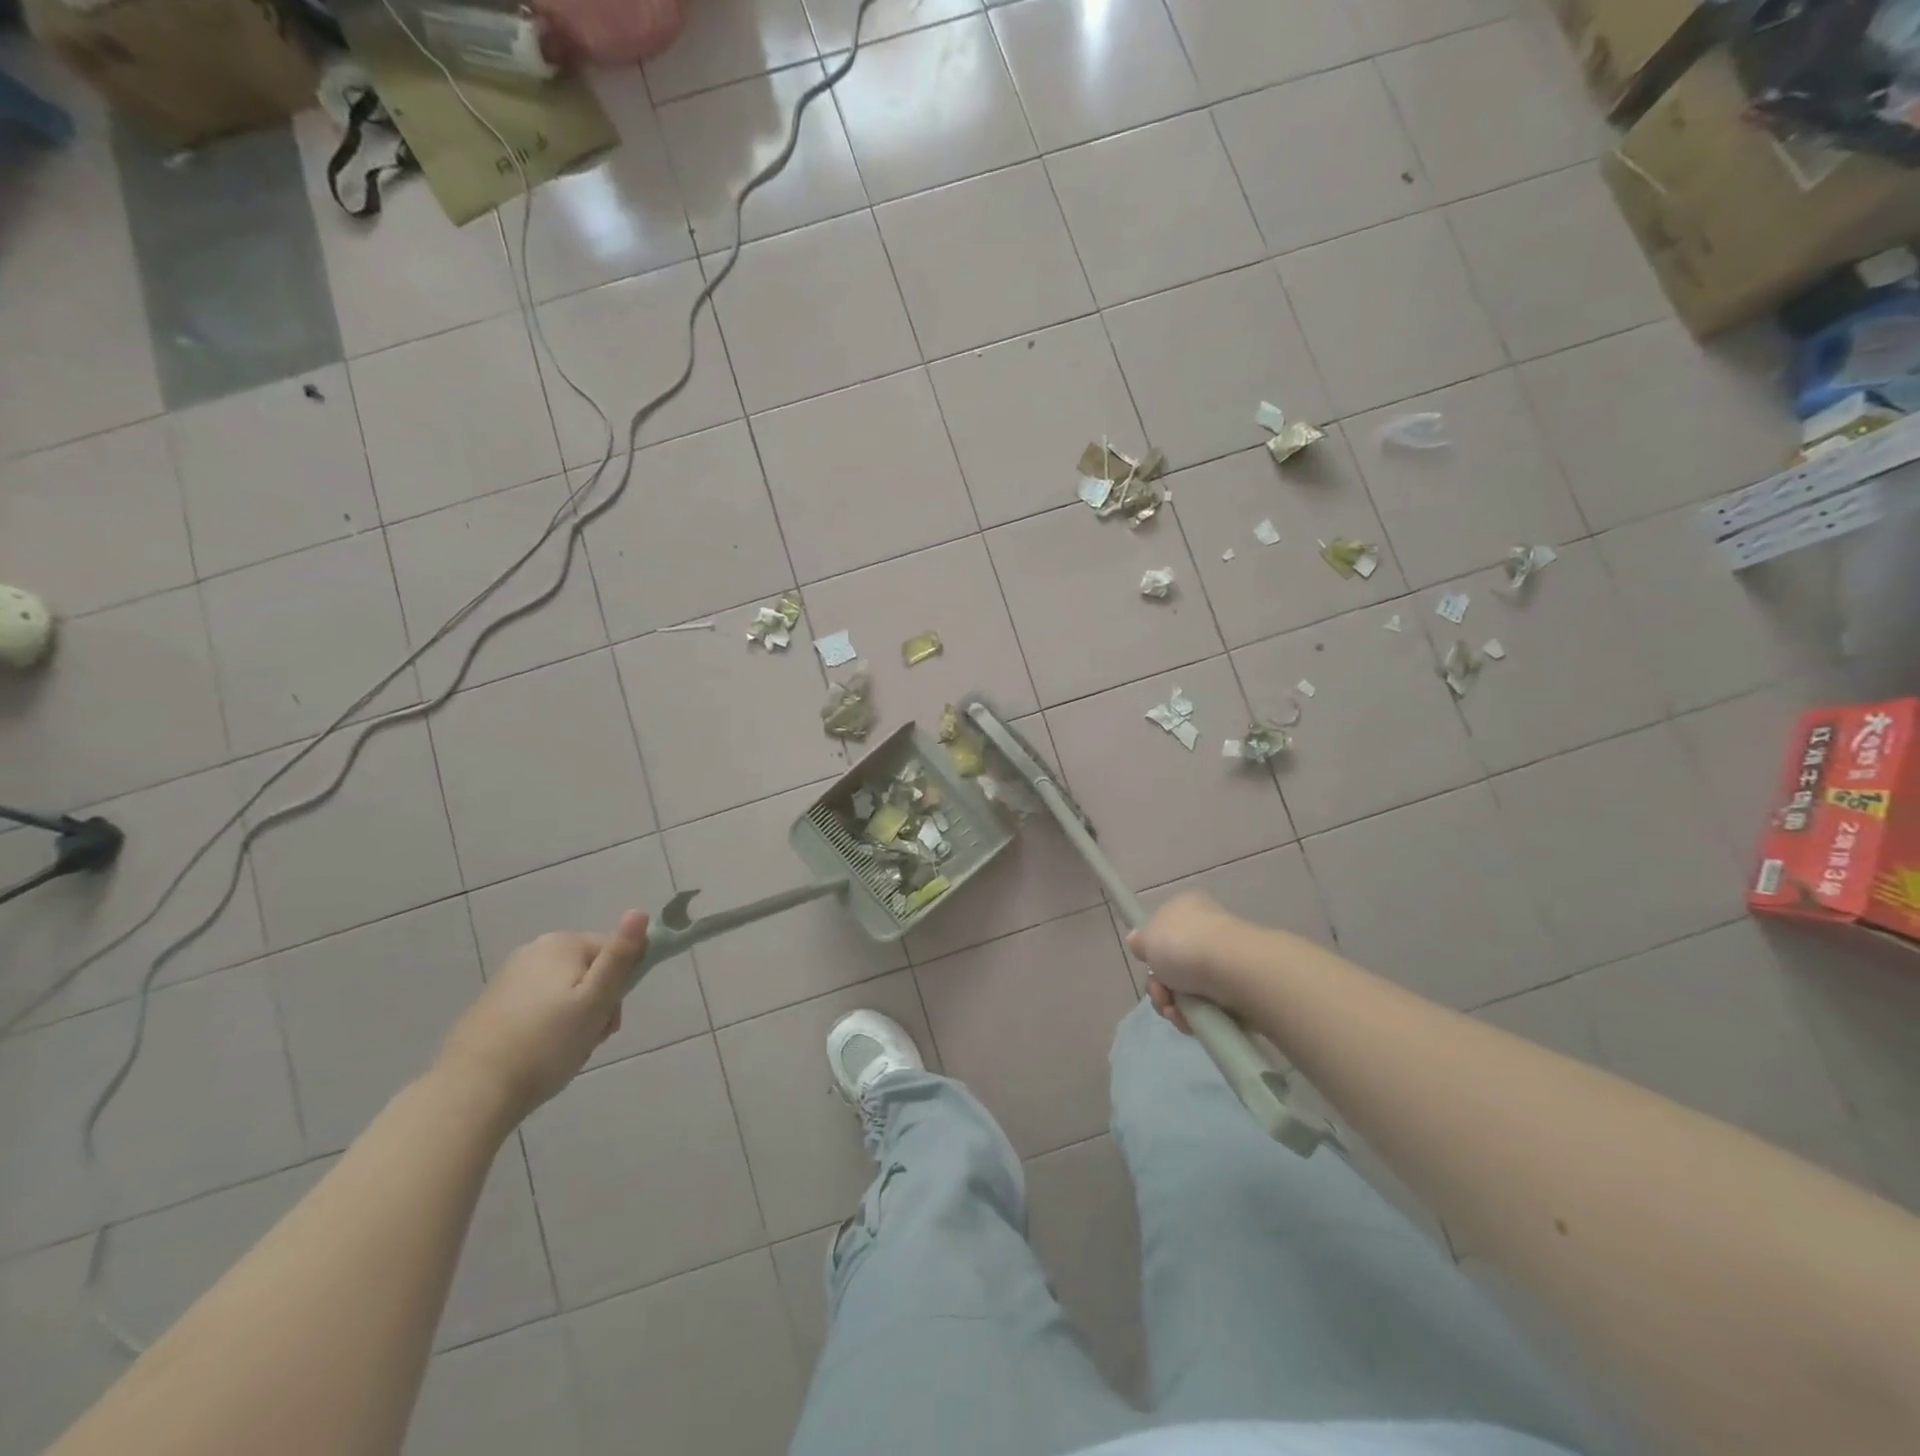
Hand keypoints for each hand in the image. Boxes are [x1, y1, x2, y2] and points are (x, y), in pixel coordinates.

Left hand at [436, 910, 648, 1121]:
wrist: (471, 1092)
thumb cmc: (546, 1043)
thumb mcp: (596, 1000)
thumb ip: (620, 956)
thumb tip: (640, 911)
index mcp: (562, 944)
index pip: (614, 952)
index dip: (620, 987)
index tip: (609, 1022)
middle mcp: (533, 951)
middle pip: (589, 972)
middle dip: (596, 1006)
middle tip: (589, 1040)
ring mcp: (509, 978)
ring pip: (564, 993)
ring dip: (574, 1020)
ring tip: (565, 1053)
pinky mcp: (492, 1006)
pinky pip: (538, 1009)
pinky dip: (547, 1028)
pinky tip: (540, 1056)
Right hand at [1126, 892, 1244, 1031]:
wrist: (1233, 970)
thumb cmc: (1184, 944)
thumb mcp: (1148, 937)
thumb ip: (1140, 941)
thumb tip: (1136, 939)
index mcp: (1188, 909)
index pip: (1165, 929)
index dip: (1152, 950)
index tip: (1148, 963)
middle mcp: (1207, 932)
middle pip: (1173, 965)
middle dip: (1160, 985)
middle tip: (1159, 991)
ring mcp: (1224, 963)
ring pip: (1186, 990)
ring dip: (1172, 1005)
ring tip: (1174, 1010)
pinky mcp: (1237, 992)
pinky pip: (1206, 1008)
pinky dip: (1193, 1017)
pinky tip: (1188, 1019)